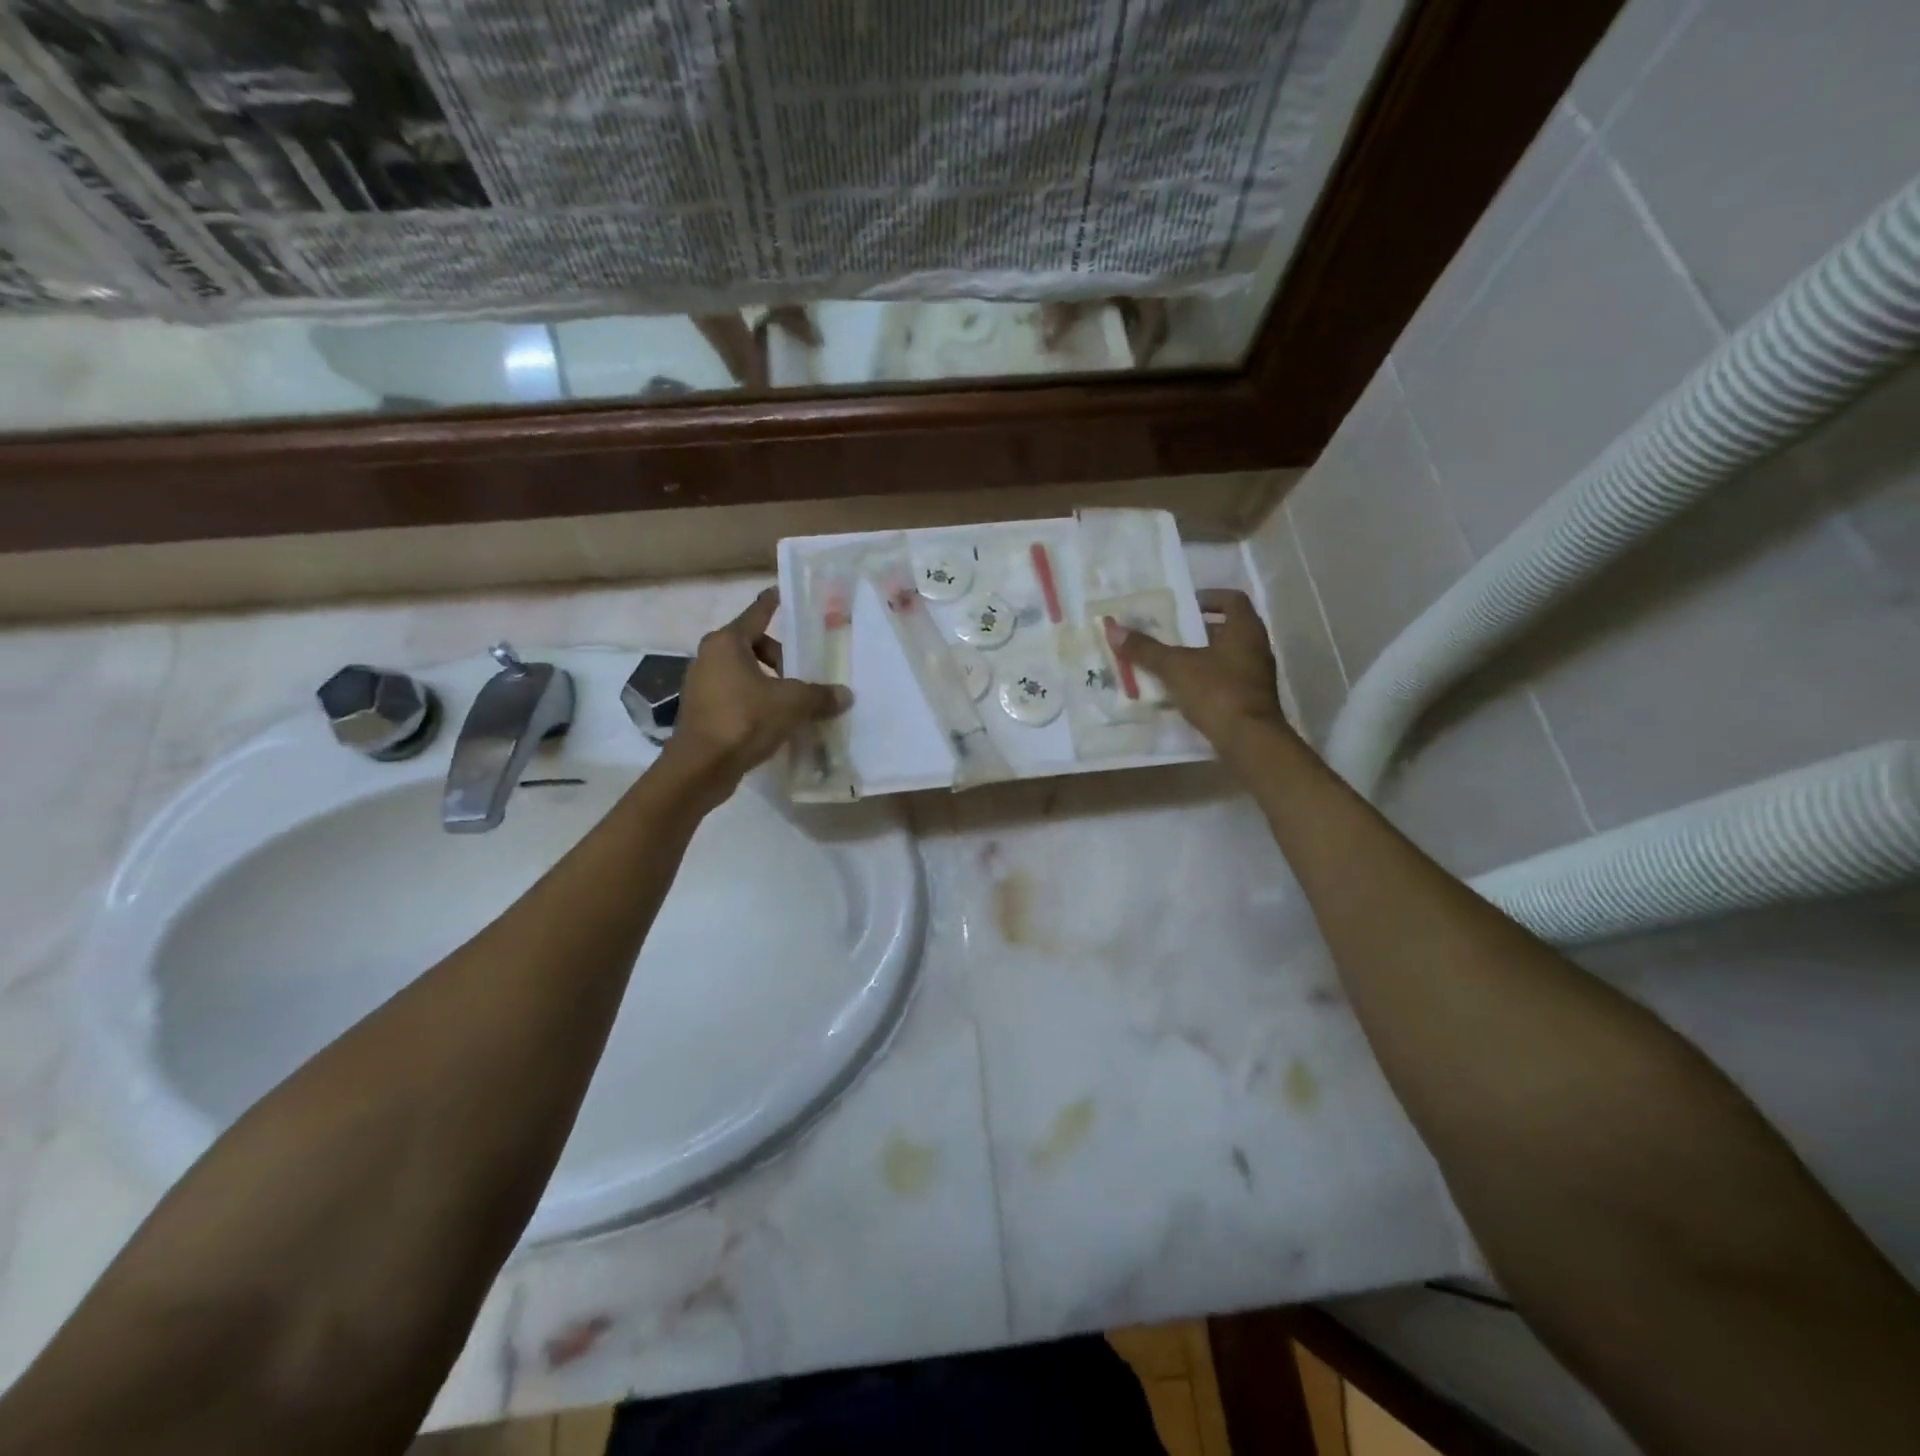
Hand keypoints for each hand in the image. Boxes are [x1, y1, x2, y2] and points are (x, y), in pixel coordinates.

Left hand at [665, 588, 850, 788]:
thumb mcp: (792, 704)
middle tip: (801, 674)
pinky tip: (773, 721)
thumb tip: (845, 695)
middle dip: (779, 657)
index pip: (757, 614)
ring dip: (767, 682)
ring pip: (742, 672)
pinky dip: (754, 701)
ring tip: (791, 701)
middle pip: (752, 645)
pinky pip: (734, 695)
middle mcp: (709, 656)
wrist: (701, 767)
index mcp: (727, 642)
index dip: (772, 604)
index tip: (781, 593)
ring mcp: (701, 684)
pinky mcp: (701, 711)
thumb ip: (820, 695)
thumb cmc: (745, 720)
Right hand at [1108, 588, 1289, 756]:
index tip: (1183, 604)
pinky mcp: (1251, 699)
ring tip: (1169, 662)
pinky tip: (1183, 690)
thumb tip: (1114, 629)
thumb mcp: (1175, 667)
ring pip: (1225, 656)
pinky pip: (1226, 679)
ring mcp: (1257, 675)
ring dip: (1200, 655)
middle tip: (1168, 633)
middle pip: (1226, 628)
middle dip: (1197, 629)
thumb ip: (1146, 649)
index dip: (1207, 597)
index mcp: (1245, 630)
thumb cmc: (1216, 692)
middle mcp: (1256, 647)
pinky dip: (1205, 679)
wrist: (1249, 741)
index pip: (1231, 599)